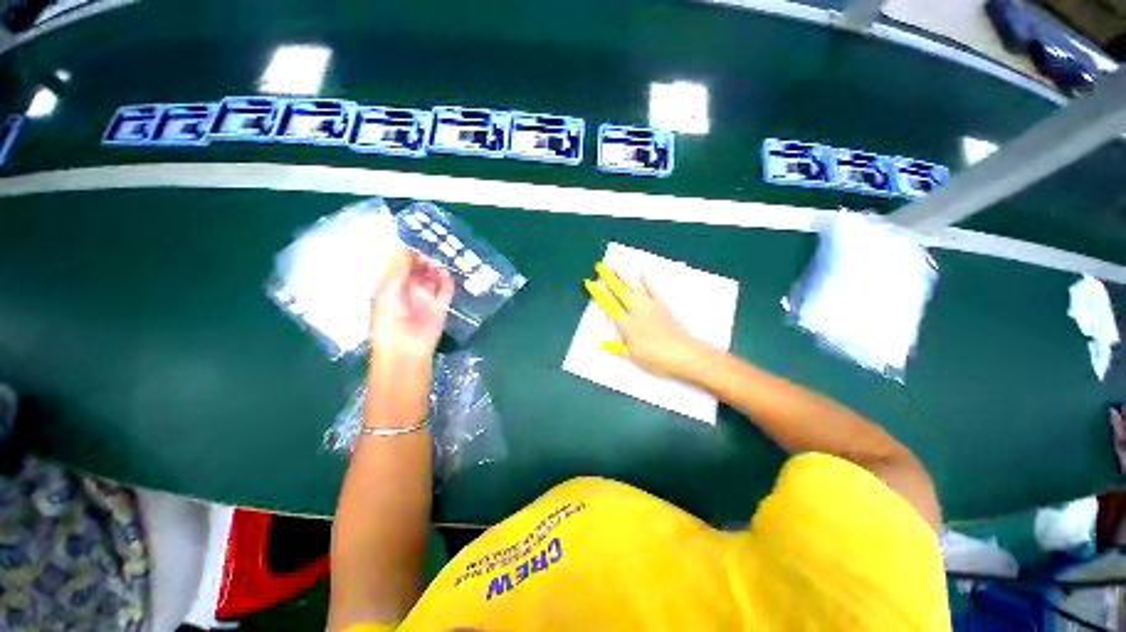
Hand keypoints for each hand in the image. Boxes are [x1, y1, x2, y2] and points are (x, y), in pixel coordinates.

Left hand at [370, 250, 455, 363]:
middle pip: (417, 270)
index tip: (415, 239)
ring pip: (432, 278)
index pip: (399, 266)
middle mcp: (409, 291)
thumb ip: (398, 271)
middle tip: (430, 246)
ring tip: (438, 257)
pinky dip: (446, 280)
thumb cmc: (389, 321)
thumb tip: (404, 248)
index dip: (406, 253)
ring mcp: (426, 299)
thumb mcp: (387, 292)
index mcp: (391, 287)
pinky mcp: (441, 306)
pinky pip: (446, 290)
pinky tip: (445, 271)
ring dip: (434, 268)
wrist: (406, 349)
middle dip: (422, 258)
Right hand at [587, 265, 713, 378]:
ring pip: (633, 287)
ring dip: (623, 276)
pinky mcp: (662, 305)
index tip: (592, 284)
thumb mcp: (634, 356)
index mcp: (627, 325)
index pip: (609, 306)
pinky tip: (642, 272)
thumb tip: (603, 344)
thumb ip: (618, 347)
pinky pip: (653, 289)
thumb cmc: (657, 358)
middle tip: (601, 268)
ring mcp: (650, 306)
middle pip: (620, 292)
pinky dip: (647, 280)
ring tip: (615, 266)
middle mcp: (636, 311)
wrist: (683, 352)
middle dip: (609, 279)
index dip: (600, 294)